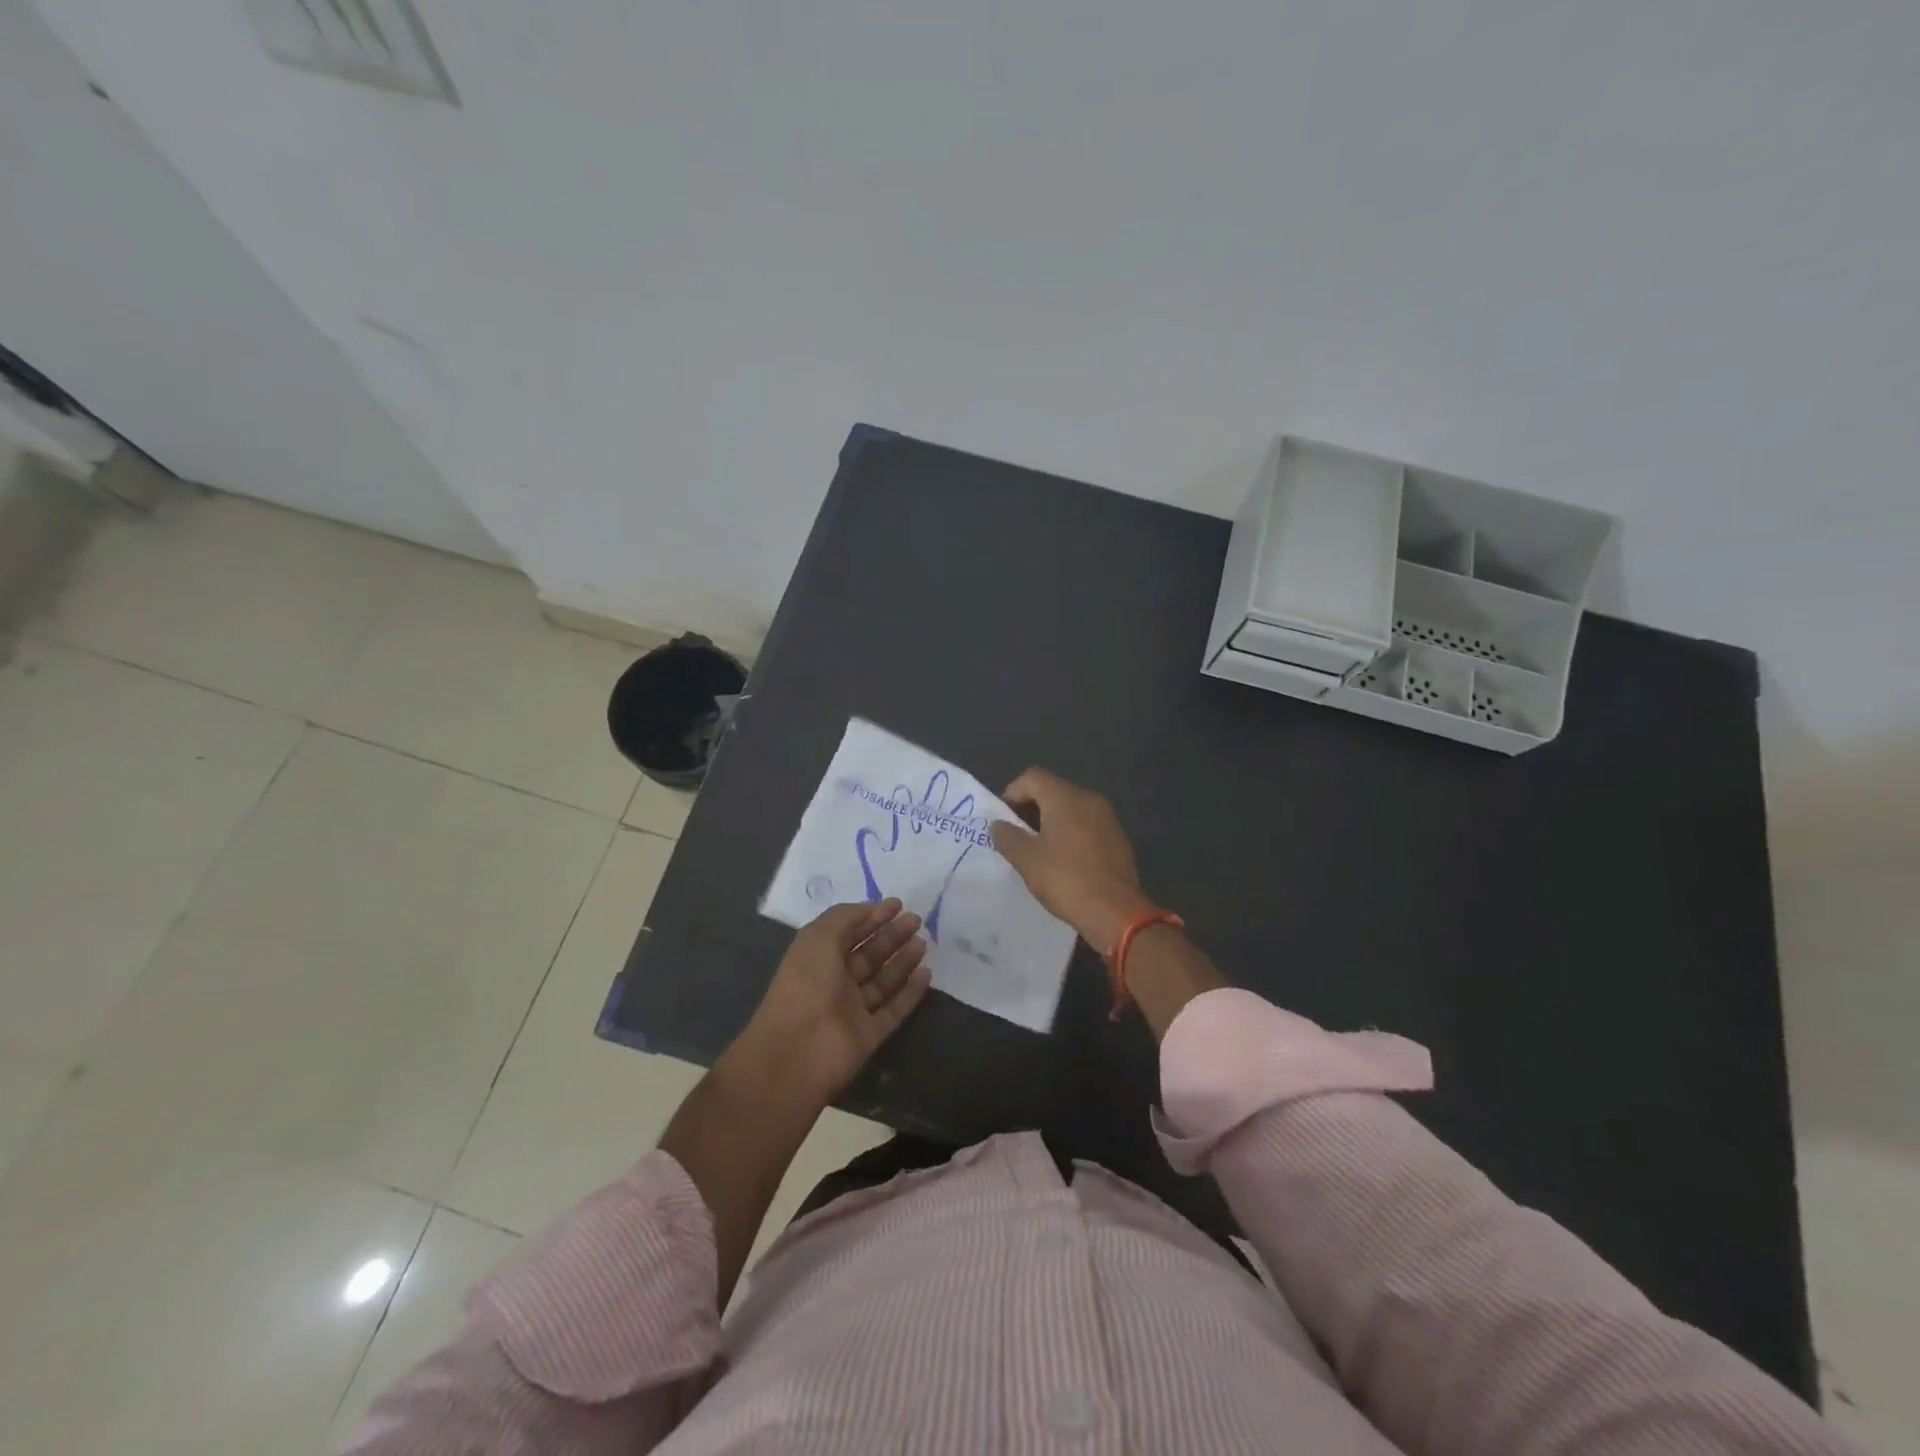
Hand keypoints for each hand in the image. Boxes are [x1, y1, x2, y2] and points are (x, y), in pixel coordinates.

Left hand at [733, 899, 932, 1103]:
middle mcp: (834, 982)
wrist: (797, 1053)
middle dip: (891, 935)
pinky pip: (894, 1010)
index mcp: (817, 958)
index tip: (897, 904)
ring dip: (903, 960)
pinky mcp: (869, 1035)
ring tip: (923, 942)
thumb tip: (872, 909)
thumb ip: (845, 917)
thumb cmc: (805, 985)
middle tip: (916, 920)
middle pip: (868, 955)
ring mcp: (852, 1010)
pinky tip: (927, 974)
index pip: (847, 932)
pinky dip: (910, 993)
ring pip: (883, 980)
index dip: (871, 916)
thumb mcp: (818, 937)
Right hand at [989, 768, 1157, 948]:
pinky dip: (1070, 833)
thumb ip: (1008, 837)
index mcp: (1065, 797)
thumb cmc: (1066, 880)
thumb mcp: (1027, 860)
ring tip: (1038, 850)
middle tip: (1017, 836)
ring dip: (1051, 822)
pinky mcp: (1118, 837)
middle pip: (1052, 790)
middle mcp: (1089, 799)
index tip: (1004, 820)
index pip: (1032, 777)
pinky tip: (1064, 861)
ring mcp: (1107, 817)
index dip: (1012, 793)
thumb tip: (998, 825)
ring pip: (1071, 808)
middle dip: (1030, 808)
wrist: (1116, 912)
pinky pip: (1087, 824)